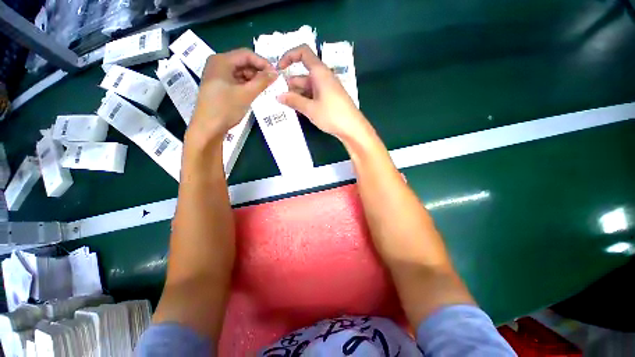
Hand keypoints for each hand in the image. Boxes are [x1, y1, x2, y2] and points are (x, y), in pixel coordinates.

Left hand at [188, 48, 277, 143]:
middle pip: (243, 62)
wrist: (208, 128)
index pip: (246, 54)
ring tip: (265, 89)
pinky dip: (246, 85)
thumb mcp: (246, 94)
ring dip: (253, 79)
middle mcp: (218, 64)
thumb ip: (262, 82)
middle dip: (258, 71)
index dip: (262, 62)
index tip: (275, 74)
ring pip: (240, 72)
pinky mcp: (219, 86)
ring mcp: (218, 76)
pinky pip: (236, 81)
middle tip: (271, 82)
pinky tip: (255, 92)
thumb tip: (275, 73)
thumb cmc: (225, 108)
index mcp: (221, 61)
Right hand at [277, 45, 370, 141]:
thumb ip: (294, 101)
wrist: (352, 128)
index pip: (303, 53)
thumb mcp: (310, 109)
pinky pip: (313, 96)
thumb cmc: (332, 115)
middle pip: (302, 75)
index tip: (279, 69)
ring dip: (296, 96)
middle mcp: (323, 77)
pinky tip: (297, 111)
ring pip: (307, 88)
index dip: (289, 56)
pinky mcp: (329, 99)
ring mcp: (326, 89)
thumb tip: (278, 96)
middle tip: (278, 99)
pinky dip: (305, 101)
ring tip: (285, 107)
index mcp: (319, 72)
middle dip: (289, 86)